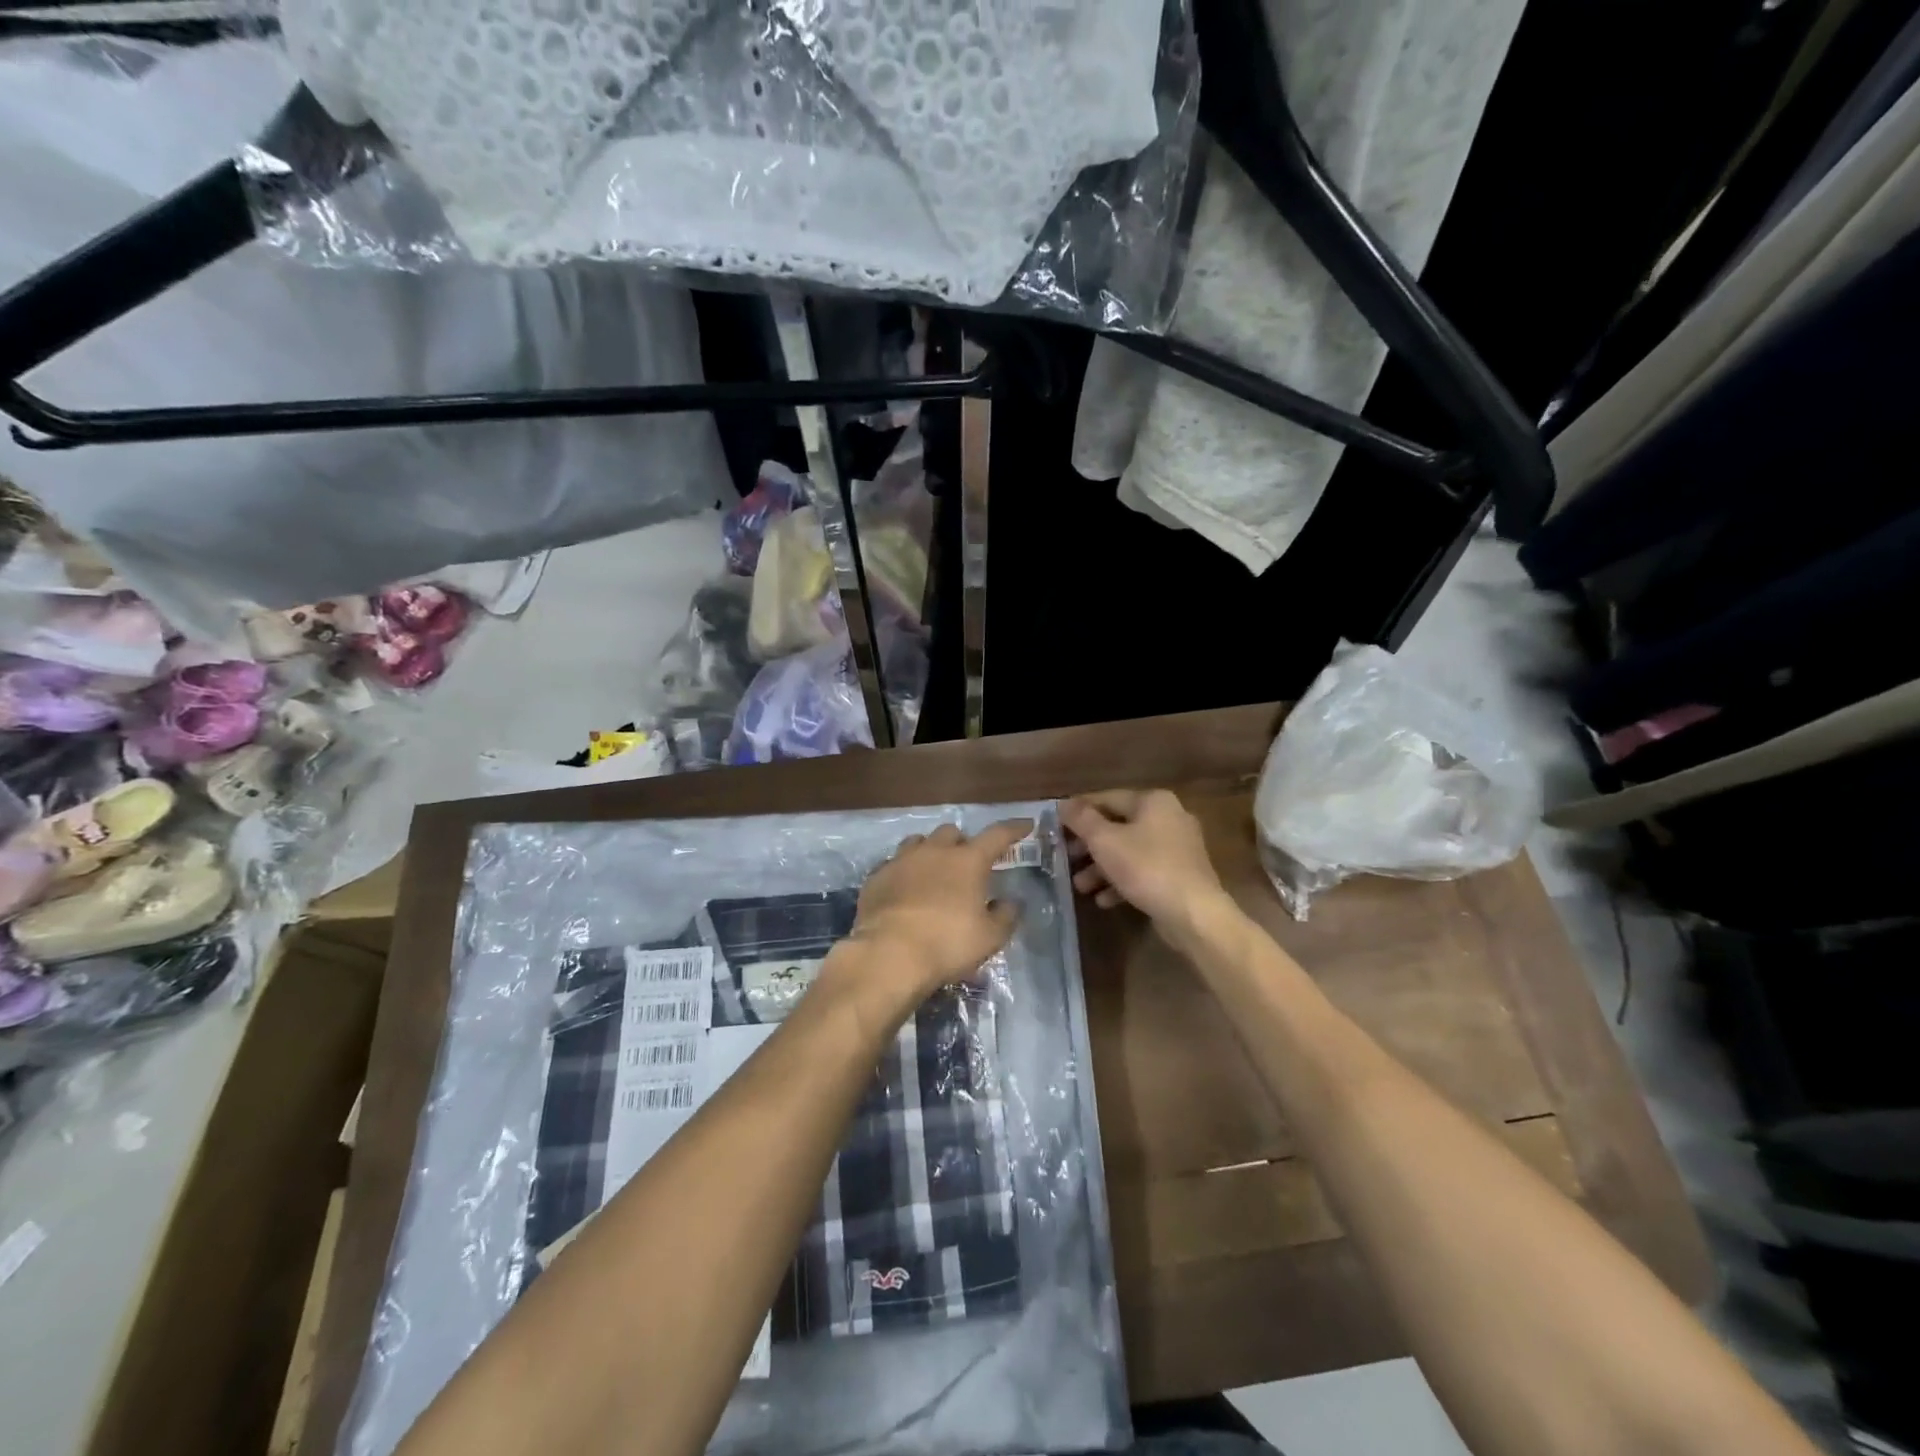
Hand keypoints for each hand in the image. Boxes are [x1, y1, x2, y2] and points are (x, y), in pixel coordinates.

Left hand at [835, 820, 1032, 1018]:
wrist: (888, 954)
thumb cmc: (947, 943)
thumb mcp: (989, 937)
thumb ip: (1005, 915)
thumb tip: (1010, 902)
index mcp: (968, 861)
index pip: (997, 835)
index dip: (1014, 829)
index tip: (1025, 825)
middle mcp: (934, 851)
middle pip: (952, 832)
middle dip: (962, 843)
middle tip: (967, 863)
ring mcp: (901, 860)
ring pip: (919, 842)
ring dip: (930, 851)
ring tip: (933, 871)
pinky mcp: (876, 877)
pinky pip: (894, 864)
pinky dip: (904, 873)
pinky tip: (904, 891)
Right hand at [1061, 790, 1227, 931]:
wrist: (1194, 914)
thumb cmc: (1146, 868)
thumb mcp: (1105, 841)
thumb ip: (1082, 820)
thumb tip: (1063, 804)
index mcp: (1153, 801)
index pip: (1107, 798)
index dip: (1078, 812)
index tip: (1056, 826)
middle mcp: (1169, 817)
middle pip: (1118, 826)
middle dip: (1089, 846)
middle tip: (1066, 859)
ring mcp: (1178, 848)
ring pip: (1130, 852)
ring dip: (1102, 868)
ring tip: (1081, 887)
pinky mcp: (1180, 875)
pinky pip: (1144, 871)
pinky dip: (1123, 881)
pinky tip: (1103, 900)